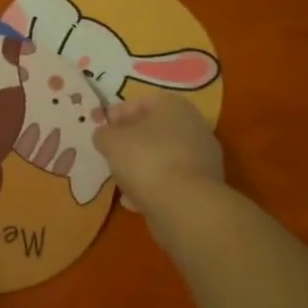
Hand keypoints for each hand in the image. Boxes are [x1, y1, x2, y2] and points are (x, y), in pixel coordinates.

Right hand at [94, 92, 223, 207]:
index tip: (103, 129)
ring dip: (142, 166)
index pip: (142, 102)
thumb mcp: (111, 141)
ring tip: (121, 181)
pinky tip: (134, 201)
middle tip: (112, 153)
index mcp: (174, 106)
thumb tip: (105, 136)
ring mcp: (203, 158)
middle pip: (156, 130)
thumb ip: (104, 134)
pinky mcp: (204, 187)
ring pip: (164, 157)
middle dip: (132, 142)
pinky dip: (154, 187)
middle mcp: (194, 126)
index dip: (119, 113)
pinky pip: (173, 181)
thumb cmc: (146, 159)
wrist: (185, 206)